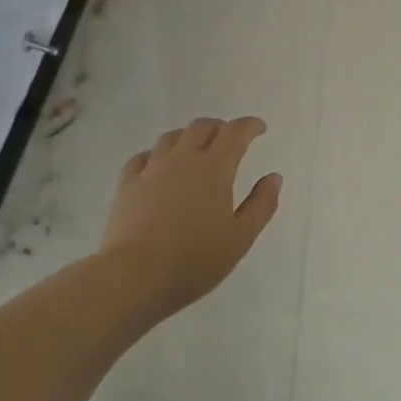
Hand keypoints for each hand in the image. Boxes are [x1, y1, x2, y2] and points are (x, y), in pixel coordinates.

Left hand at [99, 117, 282, 317]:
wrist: (136, 274)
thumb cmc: (196, 260)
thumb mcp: (240, 238)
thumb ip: (261, 205)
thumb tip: (273, 177)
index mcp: (214, 169)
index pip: (235, 133)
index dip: (249, 126)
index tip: (259, 128)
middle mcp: (182, 159)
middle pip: (201, 128)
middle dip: (219, 127)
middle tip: (229, 139)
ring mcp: (151, 169)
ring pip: (171, 138)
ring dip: (188, 136)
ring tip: (195, 147)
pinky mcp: (127, 185)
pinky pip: (142, 157)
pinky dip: (156, 154)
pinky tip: (157, 164)